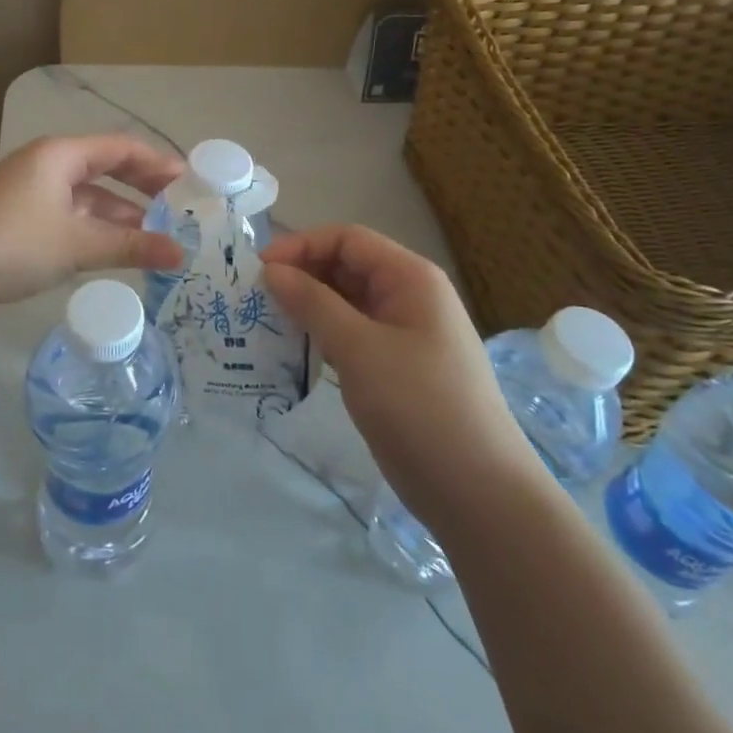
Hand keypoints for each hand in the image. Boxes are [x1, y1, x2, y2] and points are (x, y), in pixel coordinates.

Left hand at [0, 135, 184, 316]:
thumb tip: (181, 254)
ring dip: (120, 211)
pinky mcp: (20, 214)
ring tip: (155, 232)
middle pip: (105, 166)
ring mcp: (30, 189)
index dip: (158, 163)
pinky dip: (95, 224)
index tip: (190, 181)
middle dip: (142, 186)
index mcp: (60, 154)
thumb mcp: (77, 245)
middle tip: (179, 205)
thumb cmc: (13, 245)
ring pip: (87, 193)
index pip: (121, 147)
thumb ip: (132, 246)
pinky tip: (114, 246)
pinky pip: (70, 211)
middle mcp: (46, 162)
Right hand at [260, 225, 528, 512]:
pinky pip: (351, 334)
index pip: (347, 240)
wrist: (477, 492)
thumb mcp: (360, 349)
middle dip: (301, 275)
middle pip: (346, 267)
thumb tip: (272, 270)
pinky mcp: (394, 367)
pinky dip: (320, 335)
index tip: (259, 269)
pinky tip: (291, 349)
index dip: (301, 246)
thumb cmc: (420, 406)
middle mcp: (408, 296)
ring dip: (307, 306)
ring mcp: (402, 334)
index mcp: (410, 278)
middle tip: (255, 298)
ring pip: (345, 303)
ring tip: (265, 321)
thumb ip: (313, 303)